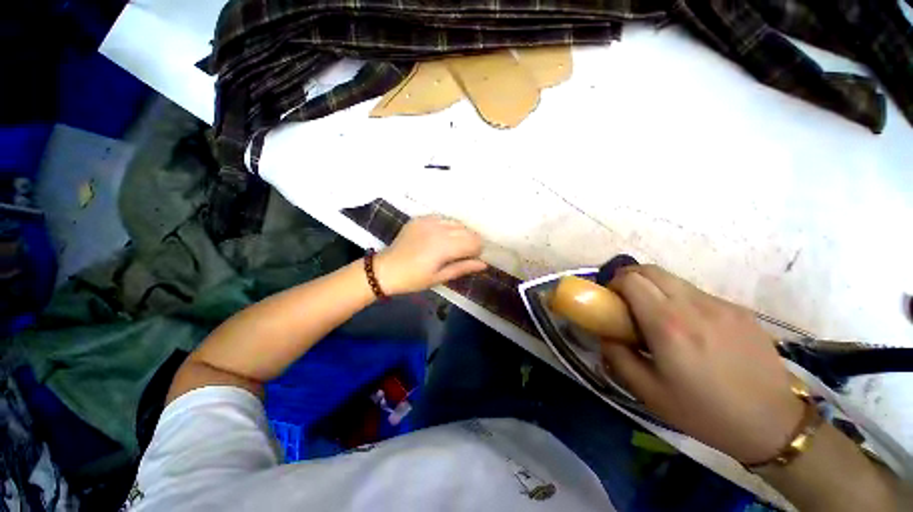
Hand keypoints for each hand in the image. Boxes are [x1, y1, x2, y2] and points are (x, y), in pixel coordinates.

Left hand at [374, 216, 486, 295]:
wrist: (385, 269)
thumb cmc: (413, 278)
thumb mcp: (439, 277)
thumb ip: (463, 268)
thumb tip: (484, 264)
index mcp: (444, 246)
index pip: (473, 242)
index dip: (477, 250)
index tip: (472, 258)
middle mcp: (439, 229)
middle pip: (467, 231)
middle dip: (470, 241)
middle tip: (463, 254)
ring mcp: (428, 221)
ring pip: (456, 222)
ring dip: (460, 233)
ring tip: (452, 245)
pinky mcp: (420, 218)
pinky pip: (442, 218)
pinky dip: (447, 226)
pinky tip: (440, 237)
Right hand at [604, 265, 803, 464]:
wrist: (772, 423)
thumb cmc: (704, 411)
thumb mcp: (648, 392)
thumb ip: (617, 357)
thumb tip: (606, 335)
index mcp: (668, 325)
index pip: (631, 280)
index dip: (614, 284)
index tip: (611, 300)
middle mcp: (694, 306)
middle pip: (651, 270)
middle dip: (630, 278)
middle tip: (626, 301)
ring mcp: (721, 305)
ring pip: (674, 280)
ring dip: (655, 289)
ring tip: (658, 316)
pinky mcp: (739, 310)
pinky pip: (698, 294)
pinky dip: (681, 300)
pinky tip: (691, 328)